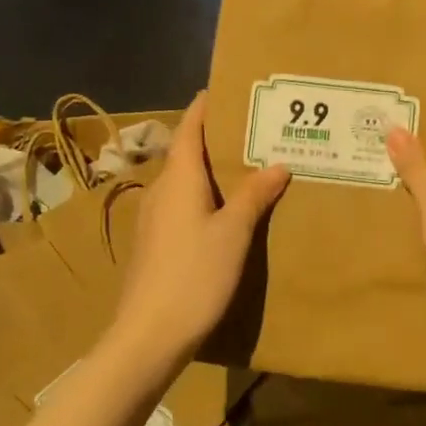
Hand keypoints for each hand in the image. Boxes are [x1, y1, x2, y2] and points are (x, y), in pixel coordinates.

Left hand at [111, 92, 288, 362]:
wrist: (149, 334)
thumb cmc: (194, 275)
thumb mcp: (233, 233)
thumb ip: (253, 196)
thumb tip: (277, 164)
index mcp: (177, 179)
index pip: (188, 130)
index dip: (203, 108)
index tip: (223, 90)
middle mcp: (160, 191)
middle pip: (184, 153)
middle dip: (212, 138)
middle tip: (250, 129)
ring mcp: (154, 219)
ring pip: (183, 182)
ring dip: (208, 170)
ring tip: (244, 167)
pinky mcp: (155, 244)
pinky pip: (181, 205)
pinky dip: (203, 196)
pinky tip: (224, 211)